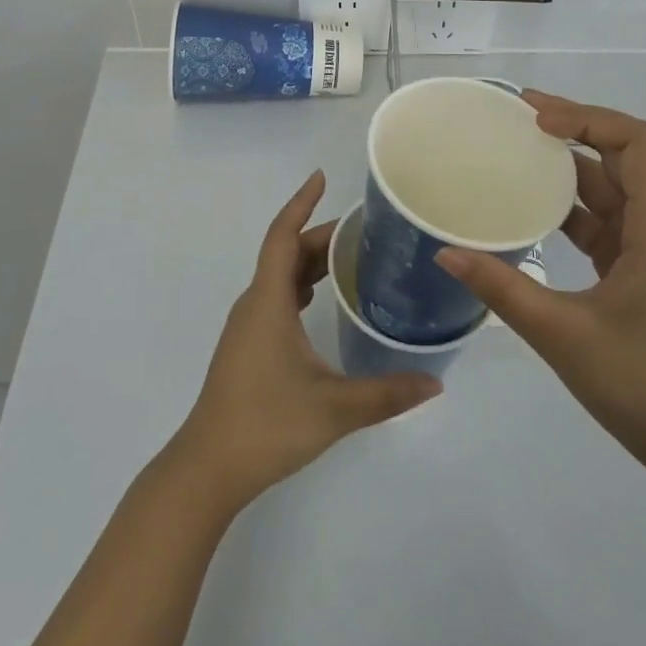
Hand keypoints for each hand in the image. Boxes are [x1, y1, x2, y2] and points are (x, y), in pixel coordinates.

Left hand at [165, 170, 440, 512]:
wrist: (209, 467)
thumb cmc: (267, 424)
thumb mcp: (334, 408)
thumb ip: (387, 394)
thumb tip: (436, 381)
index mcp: (268, 301)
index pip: (283, 235)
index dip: (301, 203)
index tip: (321, 178)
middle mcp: (254, 303)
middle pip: (285, 253)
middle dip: (319, 235)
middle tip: (363, 231)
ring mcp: (248, 325)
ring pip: (279, 276)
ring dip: (309, 261)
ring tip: (350, 258)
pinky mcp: (248, 345)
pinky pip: (276, 297)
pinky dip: (300, 286)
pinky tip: (321, 300)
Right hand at [435, 91, 645, 471]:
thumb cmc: (641, 384)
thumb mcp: (562, 334)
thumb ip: (502, 289)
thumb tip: (445, 251)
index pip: (636, 143)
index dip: (588, 119)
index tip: (535, 118)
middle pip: (624, 155)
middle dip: (574, 128)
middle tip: (516, 119)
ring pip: (613, 186)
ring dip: (570, 165)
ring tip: (517, 152)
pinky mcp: (640, 268)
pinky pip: (605, 218)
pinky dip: (570, 205)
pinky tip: (532, 207)